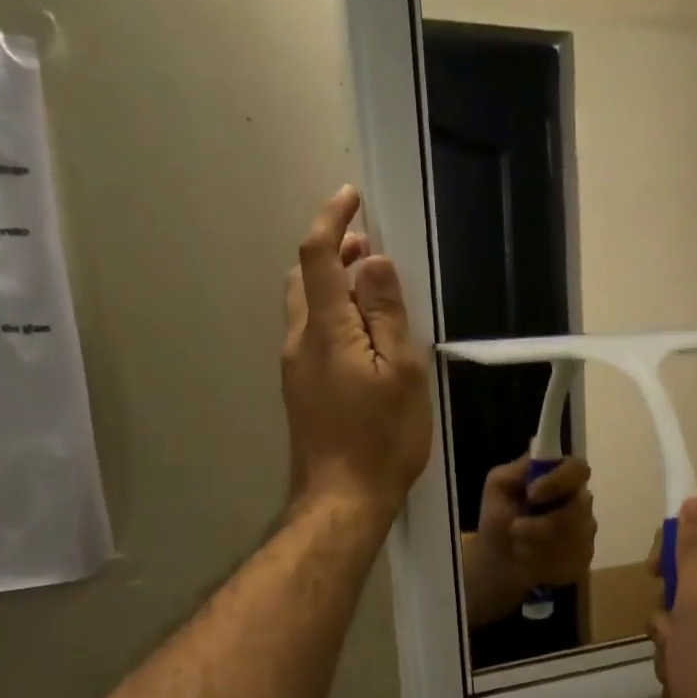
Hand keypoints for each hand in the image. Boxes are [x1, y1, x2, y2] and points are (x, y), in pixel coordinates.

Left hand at [283, 186, 431, 518]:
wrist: (342, 499)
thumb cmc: (382, 438)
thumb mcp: (401, 373)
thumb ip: (386, 314)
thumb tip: (375, 262)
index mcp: (325, 329)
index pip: (318, 256)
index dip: (332, 220)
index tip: (352, 198)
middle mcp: (299, 340)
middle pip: (304, 277)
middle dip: (333, 251)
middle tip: (370, 246)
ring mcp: (294, 367)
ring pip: (305, 306)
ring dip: (331, 283)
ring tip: (370, 285)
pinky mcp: (300, 389)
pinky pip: (311, 333)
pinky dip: (331, 313)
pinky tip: (361, 333)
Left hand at [461, 456, 596, 628]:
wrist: (498, 563)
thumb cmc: (499, 520)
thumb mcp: (498, 488)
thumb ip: (516, 470)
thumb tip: (537, 461)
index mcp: (562, 480)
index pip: (578, 469)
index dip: (559, 481)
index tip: (532, 495)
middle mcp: (580, 503)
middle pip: (577, 511)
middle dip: (540, 526)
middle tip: (515, 530)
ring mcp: (586, 534)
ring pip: (573, 541)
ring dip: (537, 547)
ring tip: (518, 549)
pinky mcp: (584, 560)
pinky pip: (571, 563)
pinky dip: (543, 566)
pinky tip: (531, 565)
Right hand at [650, 498, 696, 697]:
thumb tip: (696, 498)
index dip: (675, 542)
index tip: (655, 571)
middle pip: (694, 574)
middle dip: (670, 605)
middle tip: (669, 630)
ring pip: (688, 617)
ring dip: (672, 643)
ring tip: (679, 669)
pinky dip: (685, 667)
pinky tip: (688, 691)